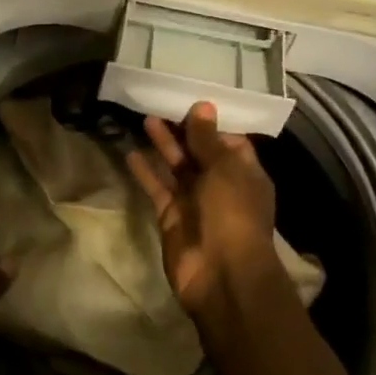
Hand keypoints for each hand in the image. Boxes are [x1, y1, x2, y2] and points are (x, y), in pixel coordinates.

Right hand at [127, 102, 284, 322]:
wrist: (221, 275)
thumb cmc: (232, 213)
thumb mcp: (224, 169)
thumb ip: (207, 138)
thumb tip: (203, 106)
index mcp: (244, 173)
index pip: (228, 140)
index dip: (210, 122)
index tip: (190, 99)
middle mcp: (221, 185)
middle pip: (199, 151)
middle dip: (182, 130)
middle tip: (161, 103)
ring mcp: (195, 201)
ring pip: (177, 167)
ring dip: (164, 144)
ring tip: (145, 118)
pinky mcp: (171, 216)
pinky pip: (158, 188)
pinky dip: (146, 171)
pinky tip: (131, 152)